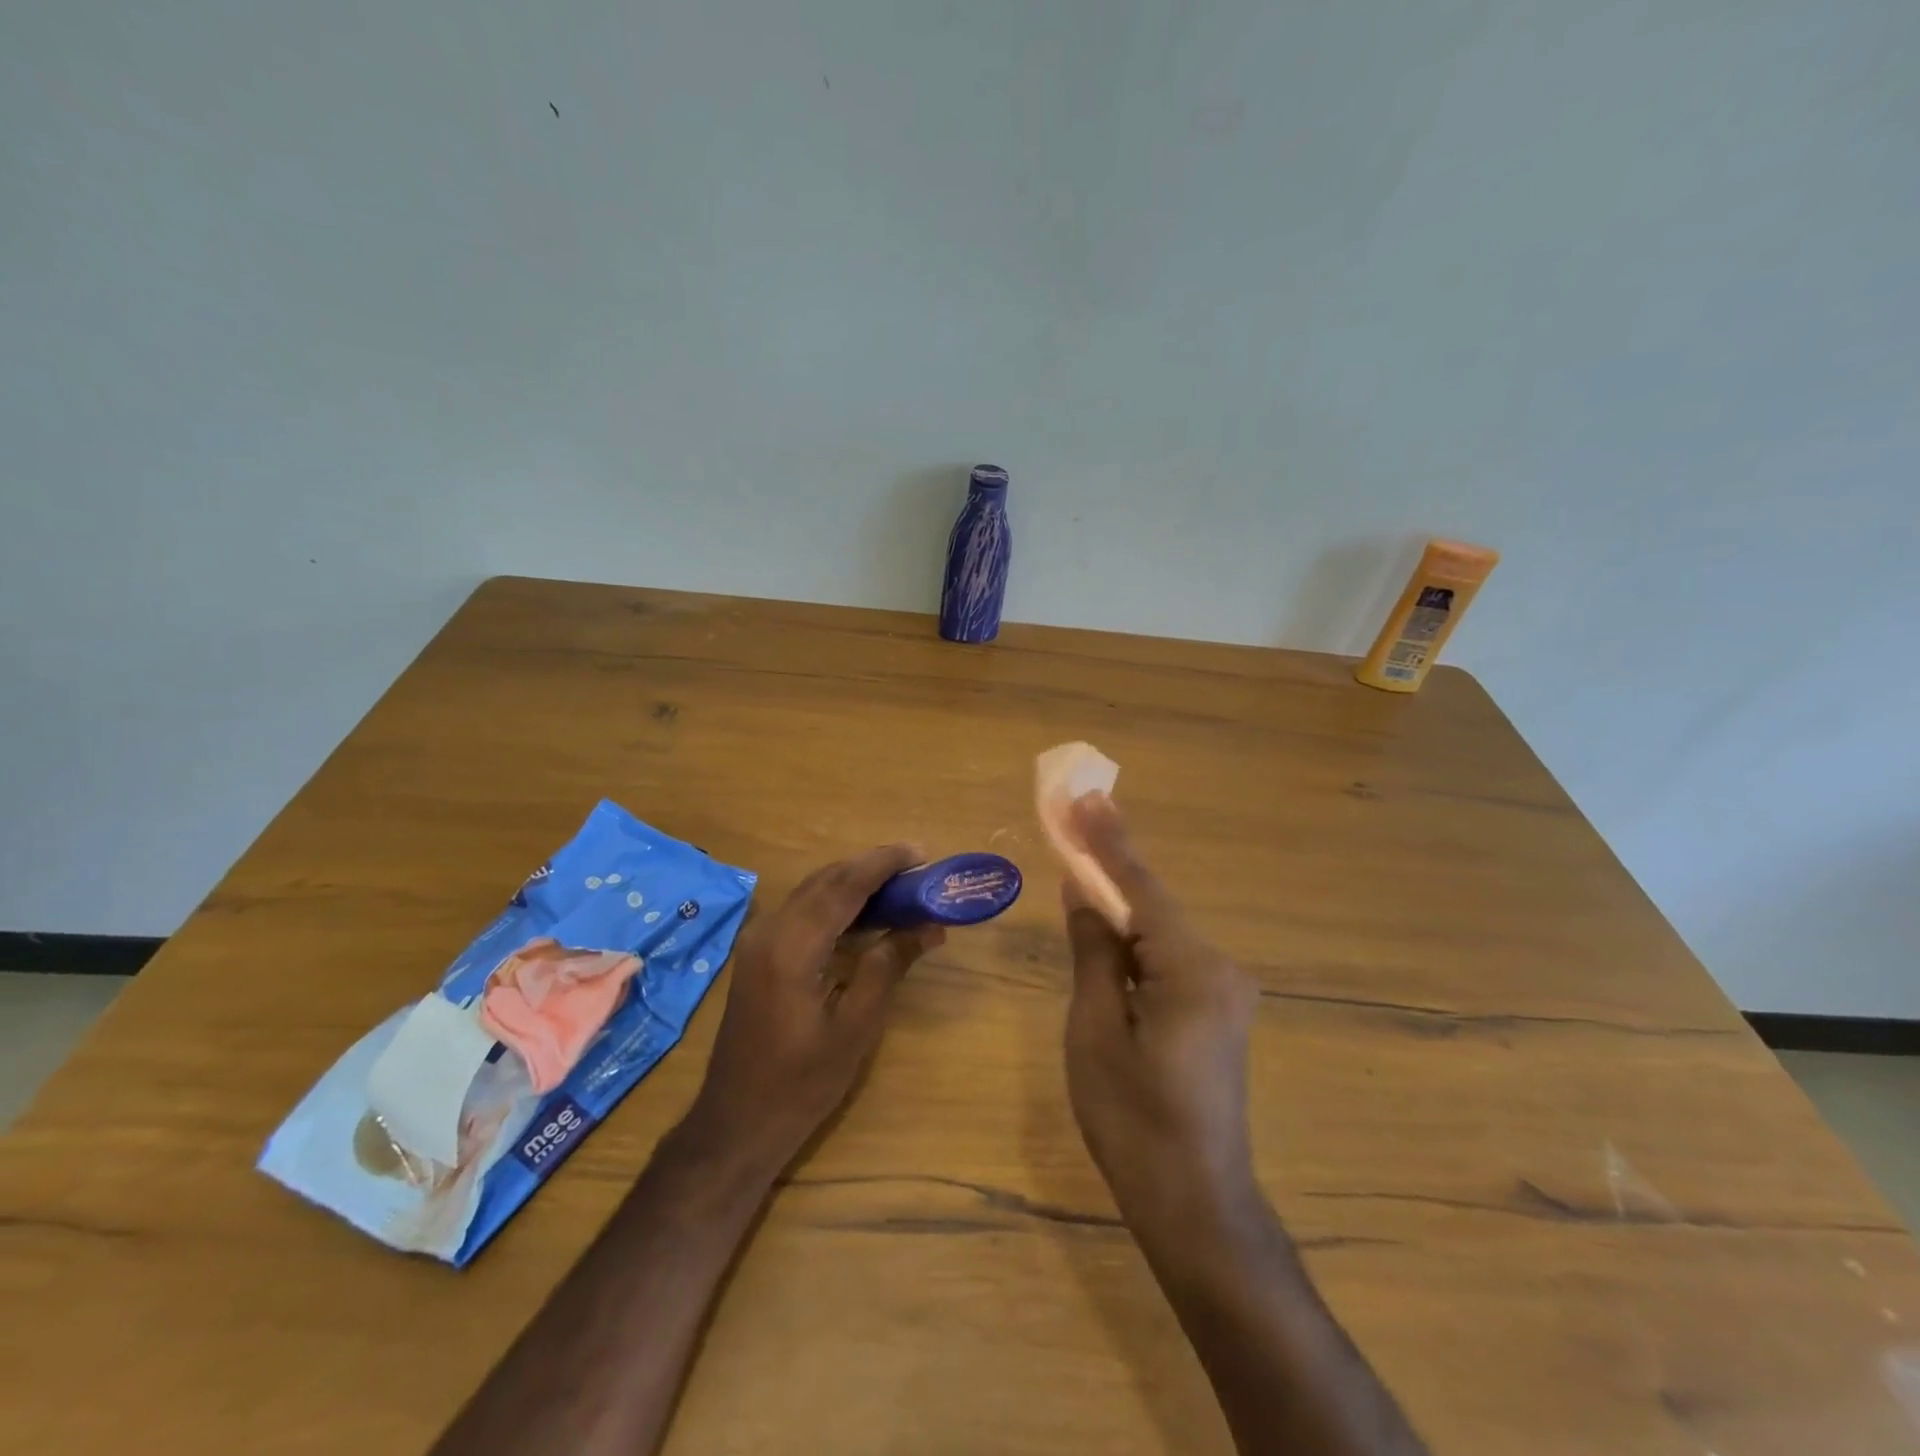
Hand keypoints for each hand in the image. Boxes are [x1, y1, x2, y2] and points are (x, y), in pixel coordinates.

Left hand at [688, 845, 943, 1165]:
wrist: (737, 1124)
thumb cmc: (800, 1083)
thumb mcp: (855, 1027)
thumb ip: (888, 966)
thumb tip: (929, 927)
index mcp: (791, 947)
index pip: (844, 886)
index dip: (884, 864)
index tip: (922, 852)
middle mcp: (770, 931)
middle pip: (826, 880)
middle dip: (871, 866)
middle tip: (917, 867)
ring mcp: (759, 941)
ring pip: (812, 892)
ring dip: (854, 882)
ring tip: (900, 885)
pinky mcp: (759, 954)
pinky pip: (803, 911)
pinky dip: (836, 903)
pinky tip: (865, 914)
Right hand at [1061, 795, 1258, 1230]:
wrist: (1196, 1204)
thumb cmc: (1133, 1120)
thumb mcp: (1095, 1031)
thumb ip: (1094, 951)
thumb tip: (1083, 891)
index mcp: (1193, 970)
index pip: (1142, 889)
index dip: (1109, 840)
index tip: (1086, 795)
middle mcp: (1221, 969)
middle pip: (1154, 906)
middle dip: (1110, 867)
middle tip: (1072, 820)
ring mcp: (1226, 992)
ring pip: (1161, 933)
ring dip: (1120, 906)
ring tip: (1079, 865)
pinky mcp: (1220, 1012)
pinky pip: (1170, 959)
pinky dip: (1136, 942)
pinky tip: (1108, 928)